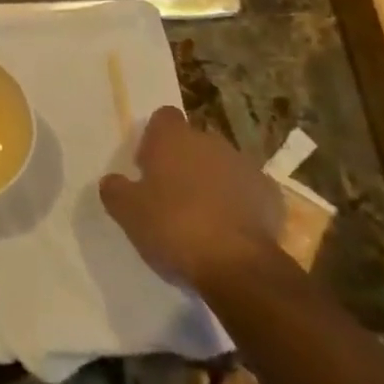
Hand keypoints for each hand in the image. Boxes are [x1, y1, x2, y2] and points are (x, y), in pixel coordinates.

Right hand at [100, 106, 285, 293]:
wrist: (237, 265)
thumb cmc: (173, 228)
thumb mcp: (128, 213)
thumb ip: (116, 190)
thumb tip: (113, 181)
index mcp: (174, 139)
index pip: (163, 118)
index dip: (154, 139)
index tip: (148, 167)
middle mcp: (210, 142)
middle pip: (193, 142)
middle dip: (184, 162)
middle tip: (172, 197)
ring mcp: (245, 166)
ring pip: (222, 166)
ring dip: (212, 183)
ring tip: (203, 219)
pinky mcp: (270, 195)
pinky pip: (248, 192)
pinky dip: (240, 204)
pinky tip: (231, 232)